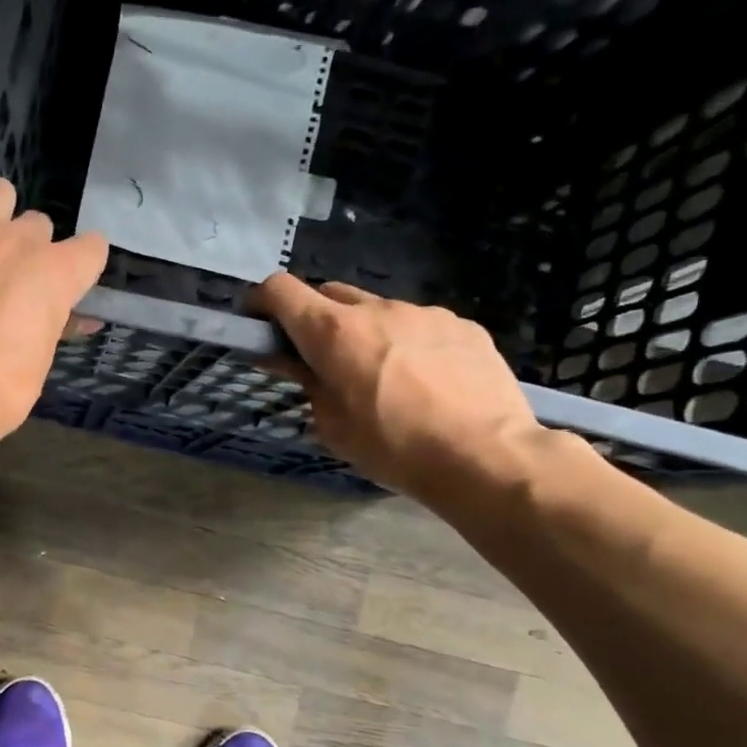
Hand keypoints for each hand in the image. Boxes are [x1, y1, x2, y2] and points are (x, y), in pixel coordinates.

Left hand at [0, 175, 107, 437]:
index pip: (91, 249)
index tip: (69, 288)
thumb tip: (74, 318)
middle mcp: (18, 240)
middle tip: (11, 282)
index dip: (81, 269)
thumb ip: (55, 325)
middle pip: (37, 225)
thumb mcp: (40, 361)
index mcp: (55, 274)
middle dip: (30, 250)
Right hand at [256, 274, 545, 505]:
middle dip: (315, 319)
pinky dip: (408, 343)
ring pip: (378, 310)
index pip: (280, 290)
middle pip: (328, 294)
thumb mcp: (332, 426)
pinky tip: (426, 382)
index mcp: (333, 332)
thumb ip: (308, 384)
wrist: (485, 456)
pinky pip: (420, 325)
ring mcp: (424, 312)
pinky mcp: (463, 325)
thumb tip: (291, 361)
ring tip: (383, 377)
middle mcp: (376, 309)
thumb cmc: (394, 448)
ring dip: (366, 332)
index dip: (262, 302)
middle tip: (321, 360)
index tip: (260, 326)